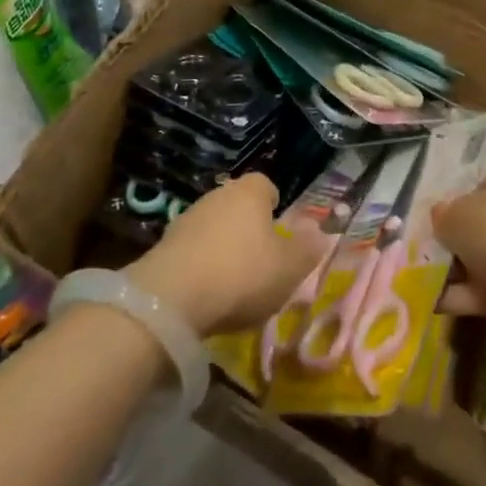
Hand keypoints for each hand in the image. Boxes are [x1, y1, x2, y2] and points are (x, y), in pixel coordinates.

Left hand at [128, 175, 331, 337]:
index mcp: (250, 192)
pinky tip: (206, 292)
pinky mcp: (164, 245)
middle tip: (261, 259)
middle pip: (239, 205)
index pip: (266, 185)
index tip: (280, 231)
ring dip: (223, 246)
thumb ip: (308, 248)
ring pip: (214, 227)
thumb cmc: (242, 275)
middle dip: (249, 227)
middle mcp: (218, 195)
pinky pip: (192, 249)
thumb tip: (320, 231)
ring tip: (232, 281)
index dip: (275, 206)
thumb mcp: (289, 268)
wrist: (171, 299)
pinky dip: (201, 264)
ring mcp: (187, 218)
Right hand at [432, 161, 485, 342]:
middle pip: (482, 218)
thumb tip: (441, 216)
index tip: (441, 193)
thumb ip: (443, 213)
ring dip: (452, 265)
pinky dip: (457, 294)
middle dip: (454, 229)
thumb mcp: (454, 212)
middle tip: (422, 234)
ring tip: (415, 268)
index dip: (468, 181)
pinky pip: (479, 289)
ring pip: (479, 255)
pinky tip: (428, 298)